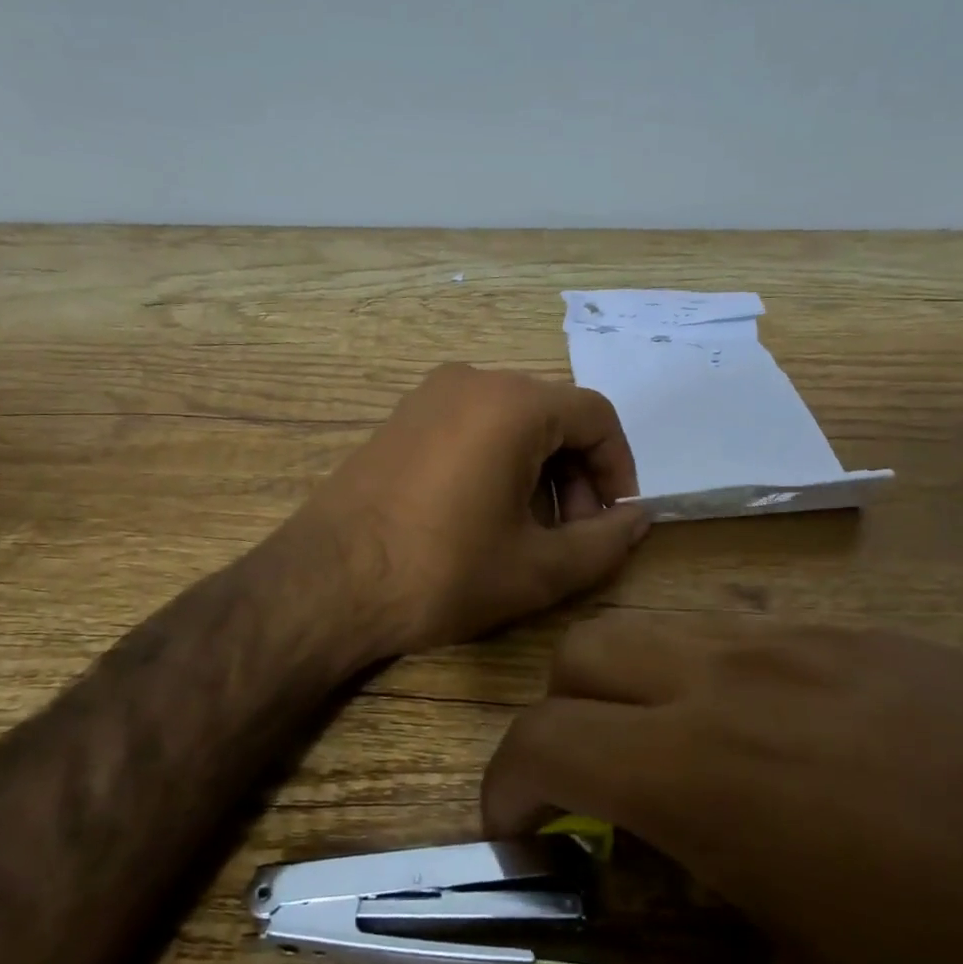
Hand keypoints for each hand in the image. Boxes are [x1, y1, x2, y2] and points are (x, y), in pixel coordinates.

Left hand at [295, 364, 649, 656]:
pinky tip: (484, 517)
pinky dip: (498, 462)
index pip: (596, 416)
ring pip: (513, 422)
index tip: (614, 519)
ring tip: (529, 533)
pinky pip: (472, 426)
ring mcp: (429, 395)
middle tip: (572, 536)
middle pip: (553, 416)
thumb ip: (604, 542)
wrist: (325, 582)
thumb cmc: (440, 572)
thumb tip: (637, 518)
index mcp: (512, 403)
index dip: (619, 468)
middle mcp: (472, 380)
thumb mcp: (537, 569)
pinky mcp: (401, 419)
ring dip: (538, 472)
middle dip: (577, 475)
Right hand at [483, 613, 962, 963]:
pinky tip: (788, 754)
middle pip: (585, 654)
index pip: (544, 740)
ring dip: (632, 692)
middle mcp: (734, 676)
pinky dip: (713, 676)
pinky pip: (744, 629)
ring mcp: (804, 641)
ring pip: (659, 627)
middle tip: (603, 814)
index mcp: (707, 768)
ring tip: (687, 780)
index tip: (526, 851)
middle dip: (560, 725)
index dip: (507, 794)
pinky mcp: (867, 636)